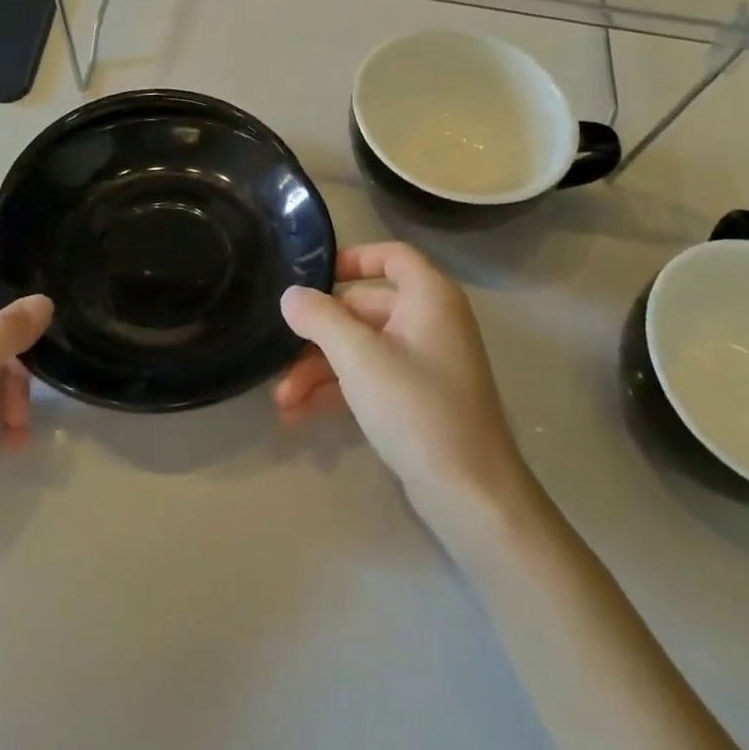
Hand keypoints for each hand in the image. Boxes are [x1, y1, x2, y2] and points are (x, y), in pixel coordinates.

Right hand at [274, 244, 538, 538]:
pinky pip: (371, 377)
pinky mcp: (419, 398)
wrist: (470, 493)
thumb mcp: (359, 357)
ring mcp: (426, 362)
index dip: (352, 259)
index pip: (391, 255)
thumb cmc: (416, 408)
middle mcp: (430, 321)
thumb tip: (291, 294)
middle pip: (364, 308)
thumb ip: (320, 318)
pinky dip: (339, 389)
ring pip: (362, 347)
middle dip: (318, 334)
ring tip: (283, 400)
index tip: (312, 278)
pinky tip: (300, 413)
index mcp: (429, 297)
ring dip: (320, 368)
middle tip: (278, 355)